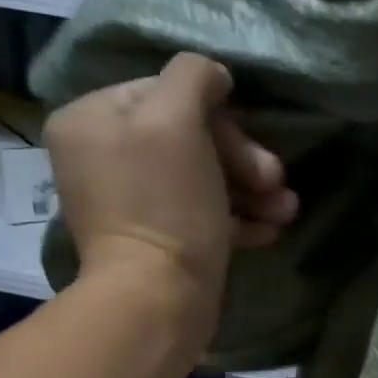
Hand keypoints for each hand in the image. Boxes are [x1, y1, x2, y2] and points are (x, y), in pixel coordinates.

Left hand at [45, 52, 295, 312]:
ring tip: (286, 210)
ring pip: (203, 177)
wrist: (159, 302)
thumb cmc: (166, 205)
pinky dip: (238, 218)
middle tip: (275, 181)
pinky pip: (202, 214)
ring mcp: (131, 202)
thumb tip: (213, 76)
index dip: (217, 115)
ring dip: (251, 189)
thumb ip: (192, 76)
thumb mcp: (175, 118)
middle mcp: (104, 157)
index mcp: (92, 120)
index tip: (250, 145)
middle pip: (188, 137)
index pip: (165, 92)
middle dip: (241, 158)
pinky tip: (270, 230)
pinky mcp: (159, 240)